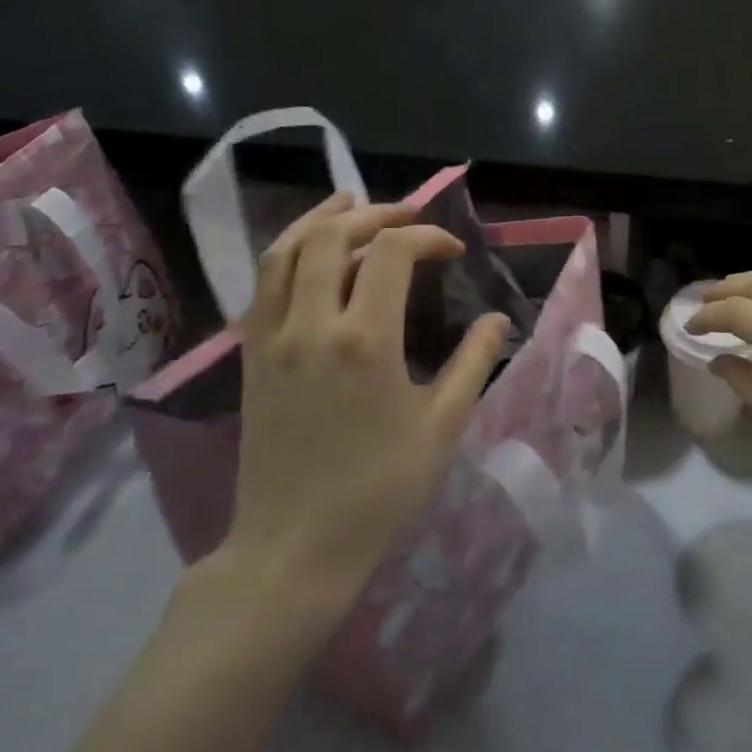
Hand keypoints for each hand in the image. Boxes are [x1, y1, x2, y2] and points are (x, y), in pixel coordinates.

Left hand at [223, 195, 508, 604]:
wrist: (294, 546)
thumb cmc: (380, 488)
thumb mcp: (443, 425)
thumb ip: (474, 362)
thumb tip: (499, 319)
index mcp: (365, 339)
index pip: (394, 253)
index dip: (428, 236)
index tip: (454, 251)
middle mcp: (311, 325)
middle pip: (333, 237)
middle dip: (375, 214)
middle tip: (408, 217)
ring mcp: (271, 339)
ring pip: (286, 252)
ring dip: (321, 220)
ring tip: (350, 205)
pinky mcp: (251, 357)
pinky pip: (262, 285)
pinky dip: (288, 253)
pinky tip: (308, 253)